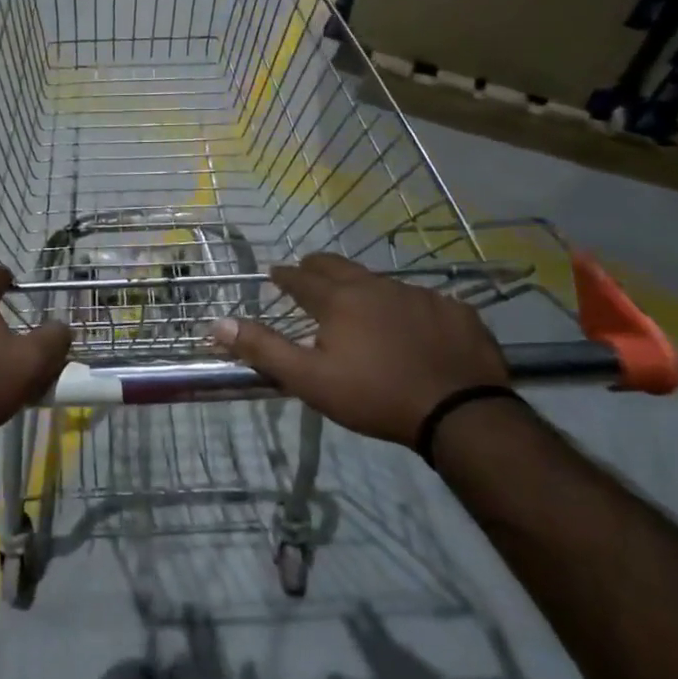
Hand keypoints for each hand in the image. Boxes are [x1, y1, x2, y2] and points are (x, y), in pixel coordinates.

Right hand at [209, 253, 509, 446]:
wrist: (460, 413)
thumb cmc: (375, 396)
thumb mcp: (310, 379)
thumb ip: (264, 349)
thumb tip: (217, 324)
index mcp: (339, 299)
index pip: (301, 277)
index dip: (285, 275)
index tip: (275, 275)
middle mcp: (377, 286)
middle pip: (339, 265)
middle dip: (318, 268)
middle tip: (308, 276)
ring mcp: (420, 294)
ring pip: (381, 282)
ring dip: (363, 289)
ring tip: (360, 309)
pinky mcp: (456, 311)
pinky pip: (423, 301)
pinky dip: (407, 309)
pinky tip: (413, 329)